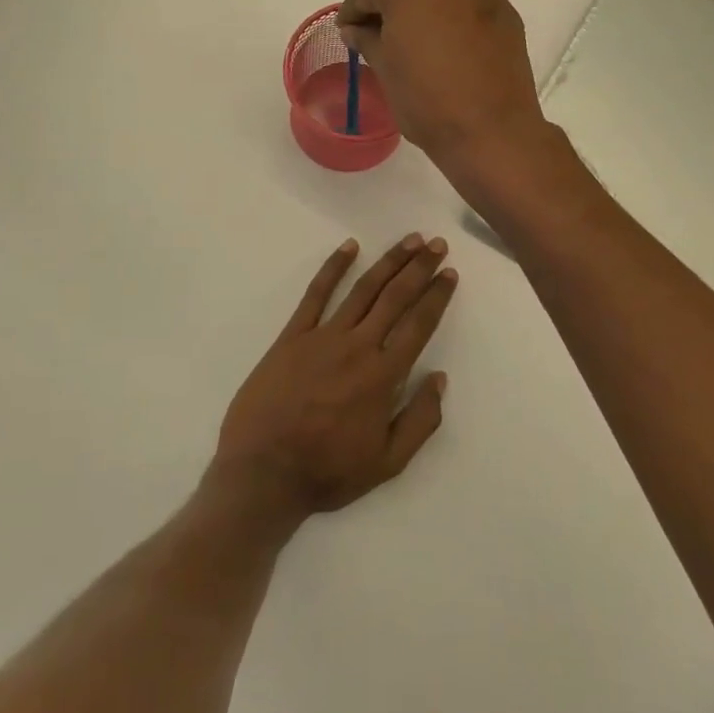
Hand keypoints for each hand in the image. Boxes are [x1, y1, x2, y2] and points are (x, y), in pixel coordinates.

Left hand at [212, 235, 455, 523]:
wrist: (263, 472)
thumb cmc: (327, 471)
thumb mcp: (388, 463)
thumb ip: (420, 420)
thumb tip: (440, 378)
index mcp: (383, 376)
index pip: (418, 325)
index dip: (436, 296)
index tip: (449, 273)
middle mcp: (358, 347)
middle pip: (395, 297)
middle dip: (419, 268)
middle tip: (436, 243)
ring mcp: (323, 336)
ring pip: (362, 289)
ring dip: (388, 261)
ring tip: (408, 240)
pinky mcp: (292, 335)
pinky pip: (316, 294)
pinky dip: (333, 267)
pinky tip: (349, 247)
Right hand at [338, 0, 547, 174]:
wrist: (491, 131)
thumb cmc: (426, 100)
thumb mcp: (385, 69)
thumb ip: (367, 40)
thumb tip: (355, 29)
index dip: (352, 11)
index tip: (347, 32)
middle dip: (390, 7)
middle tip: (379, 38)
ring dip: (425, 9)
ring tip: (417, 42)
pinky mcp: (506, 12)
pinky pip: (469, 6)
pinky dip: (455, 18)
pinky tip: (451, 47)